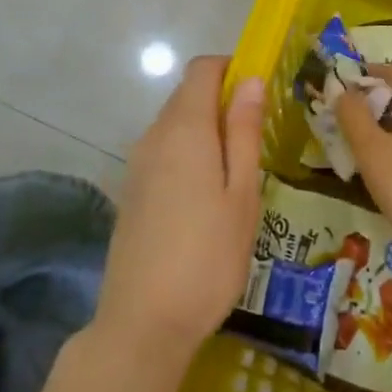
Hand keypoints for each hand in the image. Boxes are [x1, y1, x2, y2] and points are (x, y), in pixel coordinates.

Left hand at [96, 56, 264, 367]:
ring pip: (175, 125)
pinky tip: (207, 197)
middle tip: (258, 138)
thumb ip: (244, 131)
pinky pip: (163, 152)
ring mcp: (136, 164)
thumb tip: (250, 80)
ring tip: (238, 173)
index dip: (232, 69)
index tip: (261, 92)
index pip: (202, 69)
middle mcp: (153, 136)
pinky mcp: (131, 191)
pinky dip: (188, 154)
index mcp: (184, 129)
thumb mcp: (242, 193)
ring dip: (206, 130)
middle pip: (187, 95)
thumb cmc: (208, 256)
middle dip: (222, 102)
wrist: (143, 323)